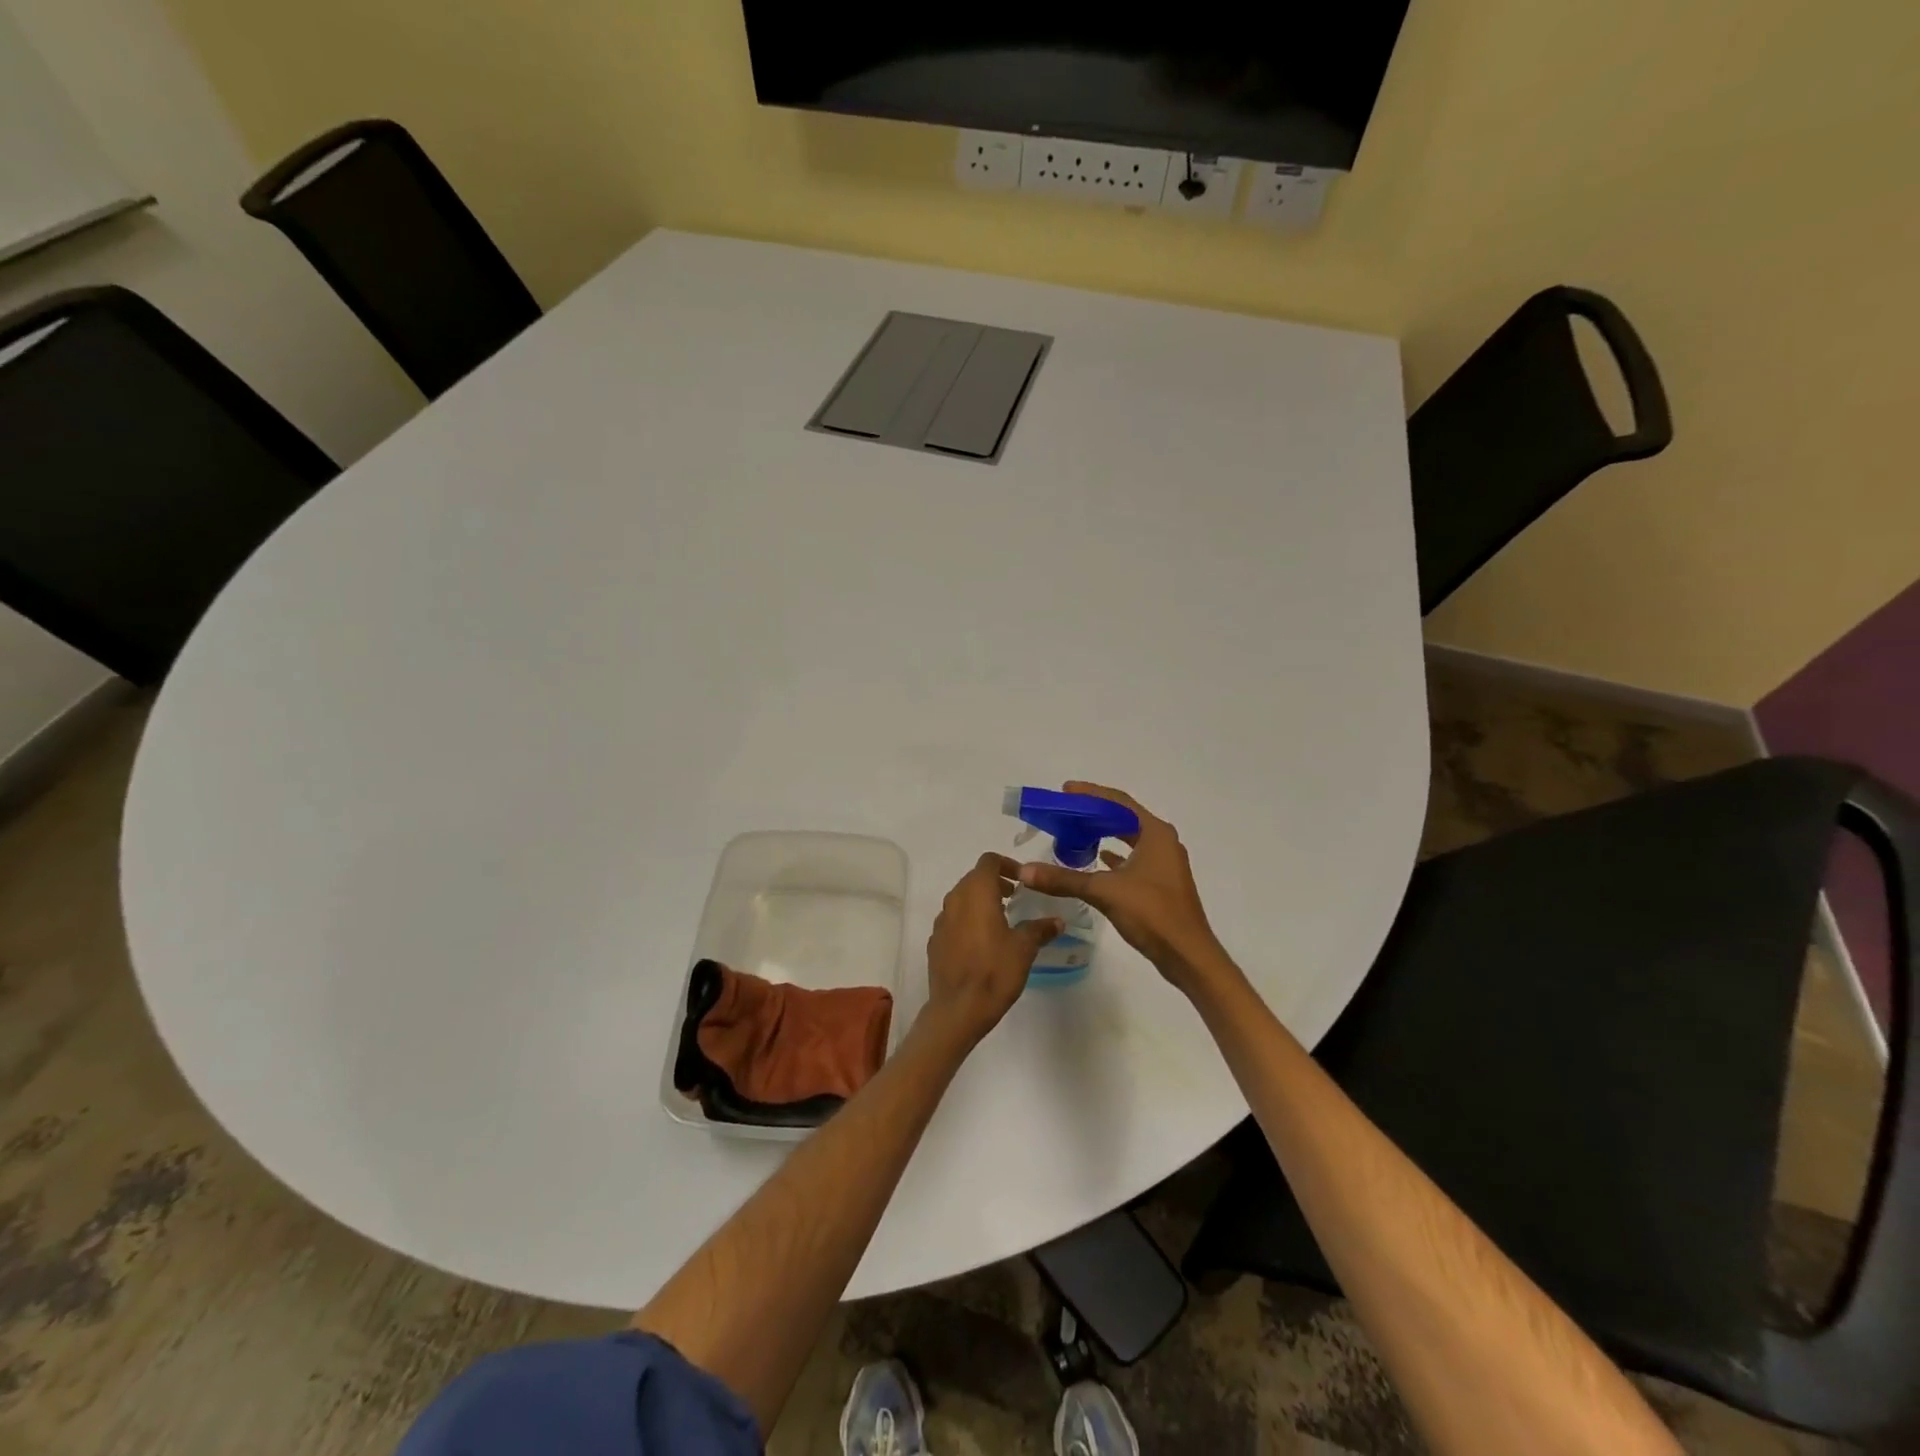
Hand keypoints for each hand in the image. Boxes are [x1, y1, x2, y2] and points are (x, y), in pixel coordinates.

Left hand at [923, 853, 1061, 1046]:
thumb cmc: (994, 971)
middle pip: (973, 878)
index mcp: (976, 894)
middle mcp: (955, 900)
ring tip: (1001, 919)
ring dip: (980, 901)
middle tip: (1014, 897)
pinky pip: (952, 919)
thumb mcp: (1024, 949)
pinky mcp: (935, 941)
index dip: (1007, 864)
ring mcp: (941, 921)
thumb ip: (1040, 929)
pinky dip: (967, 920)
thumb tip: (1057, 921)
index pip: (988, 861)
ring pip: (961, 898)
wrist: (958, 1009)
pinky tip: (981, 942)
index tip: (1022, 880)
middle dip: (994, 882)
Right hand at [1015, 782, 1227, 994]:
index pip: (1118, 802)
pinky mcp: (1161, 882)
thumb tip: (1025, 871)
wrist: (1187, 955)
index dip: (1090, 793)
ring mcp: (1164, 863)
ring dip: (1103, 834)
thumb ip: (1064, 879)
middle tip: (1064, 811)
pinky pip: (1132, 858)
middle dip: (1094, 813)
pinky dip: (1114, 856)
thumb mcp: (1104, 891)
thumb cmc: (1151, 913)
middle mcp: (1162, 842)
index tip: (1064, 791)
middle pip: (1123, 817)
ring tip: (1074, 832)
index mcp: (1154, 833)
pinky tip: (1096, 859)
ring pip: (1129, 838)